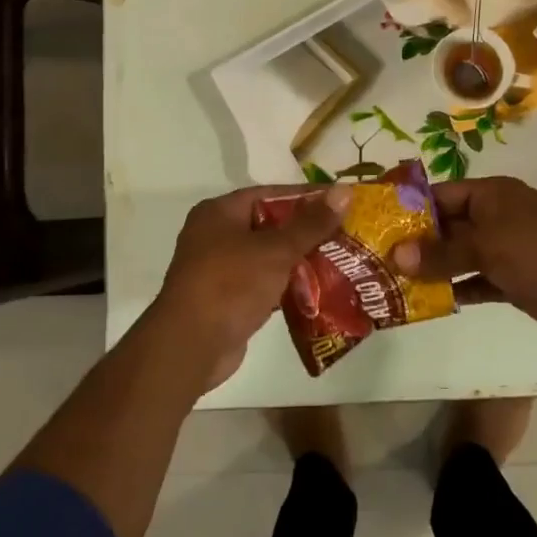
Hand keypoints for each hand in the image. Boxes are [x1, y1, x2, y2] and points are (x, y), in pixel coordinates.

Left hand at [143, 184, 347, 391]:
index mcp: (220, 212)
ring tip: (339, 261)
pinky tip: (317, 291)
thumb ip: (311, 223)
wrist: (190, 346)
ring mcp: (218, 269)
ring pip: (267, 256)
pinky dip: (286, 285)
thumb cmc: (230, 284)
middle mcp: (215, 235)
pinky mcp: (225, 299)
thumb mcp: (276, 250)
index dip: (306, 196)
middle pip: (270, 225)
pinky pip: (262, 283)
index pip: (270, 193)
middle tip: (345, 233)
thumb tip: (344, 191)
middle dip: (307, 231)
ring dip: (299, 260)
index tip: (340, 201)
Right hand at [391, 176, 536, 337]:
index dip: (410, 207)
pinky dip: (454, 290)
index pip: (441, 195)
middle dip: (416, 243)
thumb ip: (442, 253)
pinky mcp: (511, 280)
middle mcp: (493, 218)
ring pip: (458, 257)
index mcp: (490, 195)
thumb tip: (396, 255)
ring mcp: (503, 250)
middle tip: (376, 258)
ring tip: (392, 282)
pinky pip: (474, 282)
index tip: (377, 222)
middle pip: (447, 227)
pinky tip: (426, 303)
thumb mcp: (487, 246)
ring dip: (432, 269)